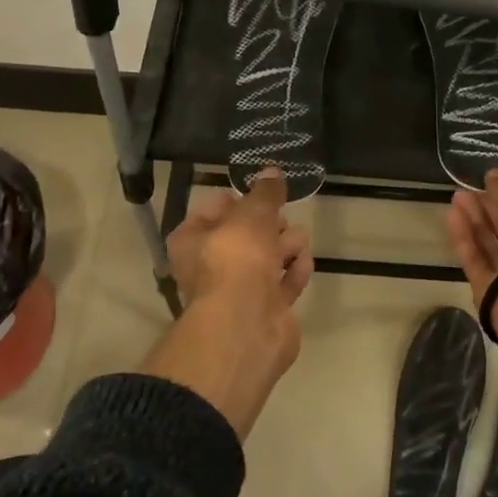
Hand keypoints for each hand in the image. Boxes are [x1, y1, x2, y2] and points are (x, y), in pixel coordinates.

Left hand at [167, 171, 311, 317]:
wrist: (247, 325)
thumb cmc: (237, 259)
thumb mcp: (252, 214)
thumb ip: (265, 193)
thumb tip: (272, 171)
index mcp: (191, 242)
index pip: (209, 213)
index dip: (233, 201)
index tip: (259, 193)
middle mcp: (209, 269)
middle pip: (241, 239)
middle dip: (266, 225)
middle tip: (284, 215)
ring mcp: (237, 294)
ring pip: (263, 263)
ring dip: (284, 247)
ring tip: (302, 235)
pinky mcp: (264, 313)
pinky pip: (281, 287)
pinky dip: (294, 273)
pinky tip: (306, 261)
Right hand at [445, 170, 497, 359]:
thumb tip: (493, 176)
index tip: (489, 183)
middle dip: (489, 208)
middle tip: (467, 189)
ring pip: (491, 245)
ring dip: (474, 221)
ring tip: (456, 198)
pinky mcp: (491, 292)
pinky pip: (476, 261)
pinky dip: (464, 240)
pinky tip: (451, 217)